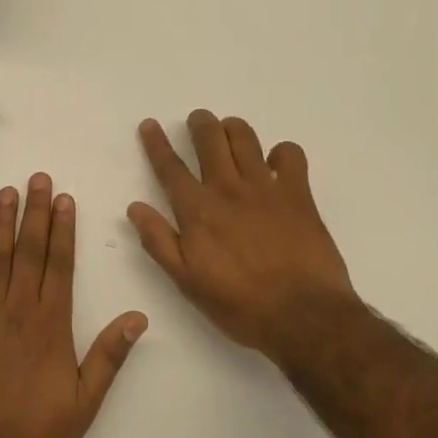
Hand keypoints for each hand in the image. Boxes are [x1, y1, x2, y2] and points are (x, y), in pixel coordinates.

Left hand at [0, 175, 147, 437]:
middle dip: (36, 213)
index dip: (63, 230)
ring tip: (7, 192)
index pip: (60, 265)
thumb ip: (109, 356)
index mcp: (51, 326)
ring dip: (2, 223)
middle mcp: (18, 311)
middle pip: (29, 252)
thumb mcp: (83, 404)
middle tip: (38, 179)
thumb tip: (137, 317)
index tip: (65, 199)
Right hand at [128, 111, 357, 357]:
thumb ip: (159, 241)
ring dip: (232, 128)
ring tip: (229, 131)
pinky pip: (290, 154)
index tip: (150, 124)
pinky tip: (276, 163)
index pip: (170, 167)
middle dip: (199, 123)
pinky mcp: (298, 193)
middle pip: (209, 139)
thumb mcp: (187, 281)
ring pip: (244, 137)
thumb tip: (135, 207)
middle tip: (198, 121)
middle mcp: (227, 189)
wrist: (303, 316)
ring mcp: (265, 187)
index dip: (156, 143)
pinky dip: (281, 152)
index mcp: (197, 210)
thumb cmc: (240, 305)